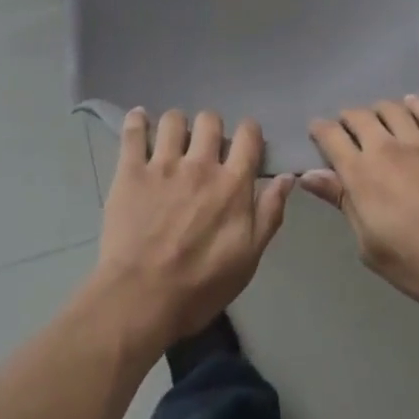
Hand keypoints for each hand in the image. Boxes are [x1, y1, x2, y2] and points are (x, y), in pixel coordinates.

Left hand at [89, 109, 293, 353]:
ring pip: (173, 119)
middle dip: (210, 129)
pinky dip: (137, 120)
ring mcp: (163, 164)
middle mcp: (200, 164)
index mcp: (232, 184)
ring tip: (171, 142)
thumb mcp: (248, 259)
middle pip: (210, 119)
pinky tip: (139, 121)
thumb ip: (269, 214)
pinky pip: (133, 131)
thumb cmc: (199, 287)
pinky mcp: (131, 170)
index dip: (248, 133)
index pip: (248, 134)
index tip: (244, 145)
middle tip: (204, 149)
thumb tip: (287, 177)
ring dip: (176, 126)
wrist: (140, 299)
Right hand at [303, 96, 418, 310]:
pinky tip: (410, 105)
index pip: (331, 136)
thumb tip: (309, 175)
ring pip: (390, 109)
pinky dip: (414, 105)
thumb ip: (342, 203)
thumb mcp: (370, 246)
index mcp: (361, 174)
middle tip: (347, 130)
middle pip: (358, 116)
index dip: (319, 130)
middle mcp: (386, 148)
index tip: (317, 133)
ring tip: (378, 121)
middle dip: (347, 119)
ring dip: (378, 111)